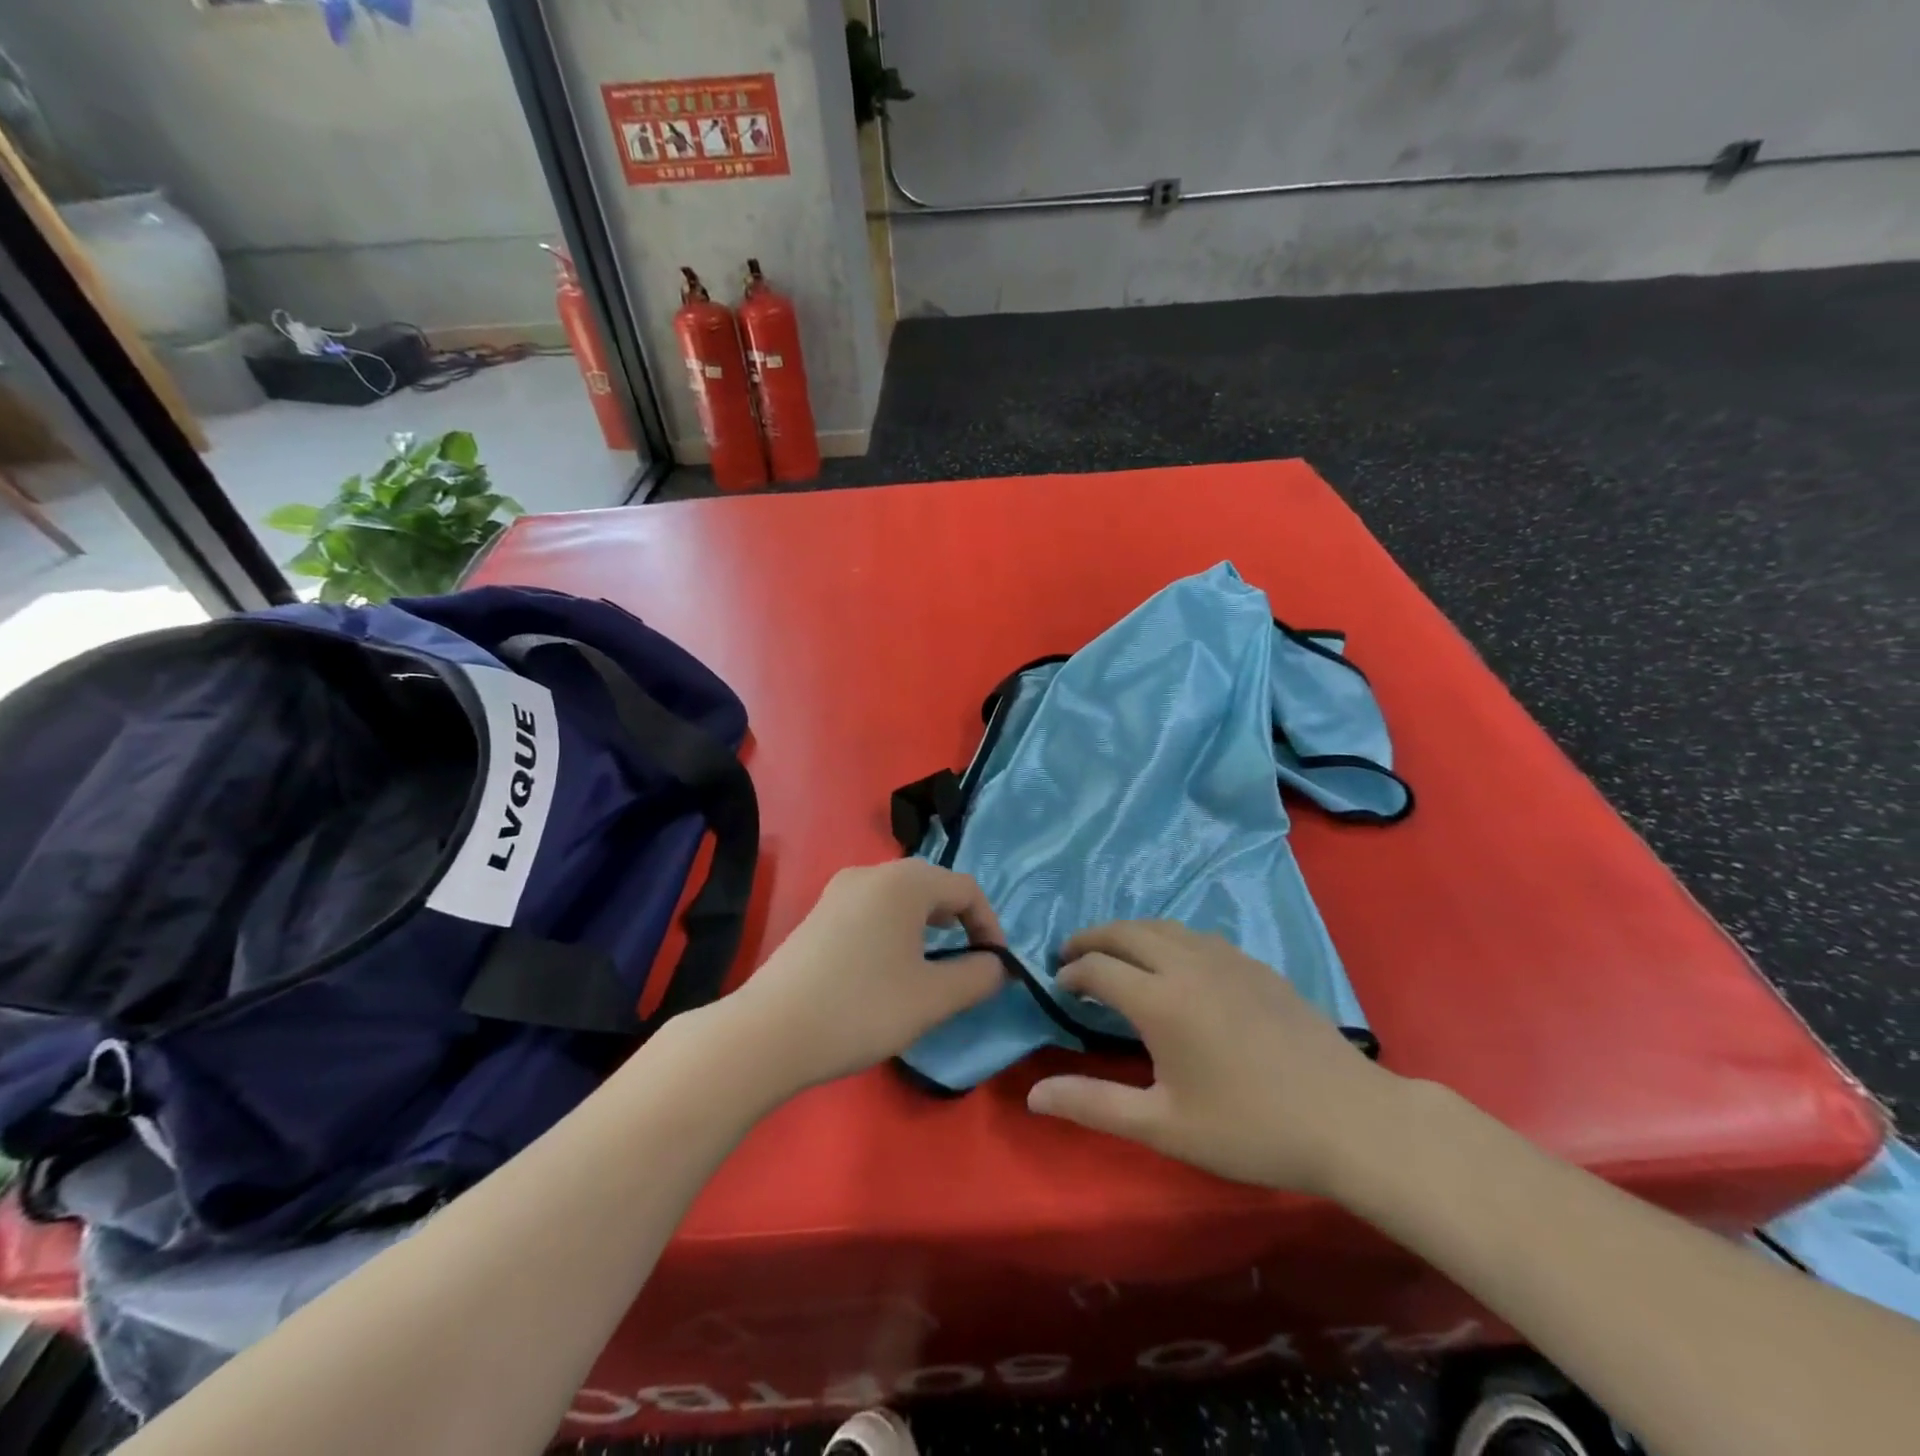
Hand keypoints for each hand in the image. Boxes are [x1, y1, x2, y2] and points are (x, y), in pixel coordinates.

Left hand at [728, 861, 1007, 1094]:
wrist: (769, 1032)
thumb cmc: (862, 1008)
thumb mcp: (933, 998)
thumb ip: (978, 976)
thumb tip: (998, 966)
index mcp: (904, 881)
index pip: (966, 889)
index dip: (990, 925)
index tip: (995, 967)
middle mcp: (871, 873)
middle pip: (932, 887)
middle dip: (959, 924)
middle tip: (967, 967)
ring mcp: (839, 891)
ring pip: (900, 900)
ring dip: (926, 930)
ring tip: (931, 971)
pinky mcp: (818, 914)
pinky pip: (872, 911)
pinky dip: (895, 932)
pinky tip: (887, 972)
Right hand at [1026, 920, 1404, 1196]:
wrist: (1350, 1120)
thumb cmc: (1250, 1129)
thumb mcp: (1165, 1126)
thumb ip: (1094, 1105)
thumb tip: (1034, 1095)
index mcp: (1160, 1000)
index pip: (1098, 968)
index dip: (1071, 972)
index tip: (1058, 985)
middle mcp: (1187, 965)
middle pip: (1125, 932)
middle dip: (1091, 938)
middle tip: (1070, 953)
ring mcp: (1226, 958)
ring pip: (1162, 926)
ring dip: (1128, 932)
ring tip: (1114, 952)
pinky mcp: (1255, 964)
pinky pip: (1196, 935)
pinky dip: (1167, 937)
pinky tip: (1174, 962)